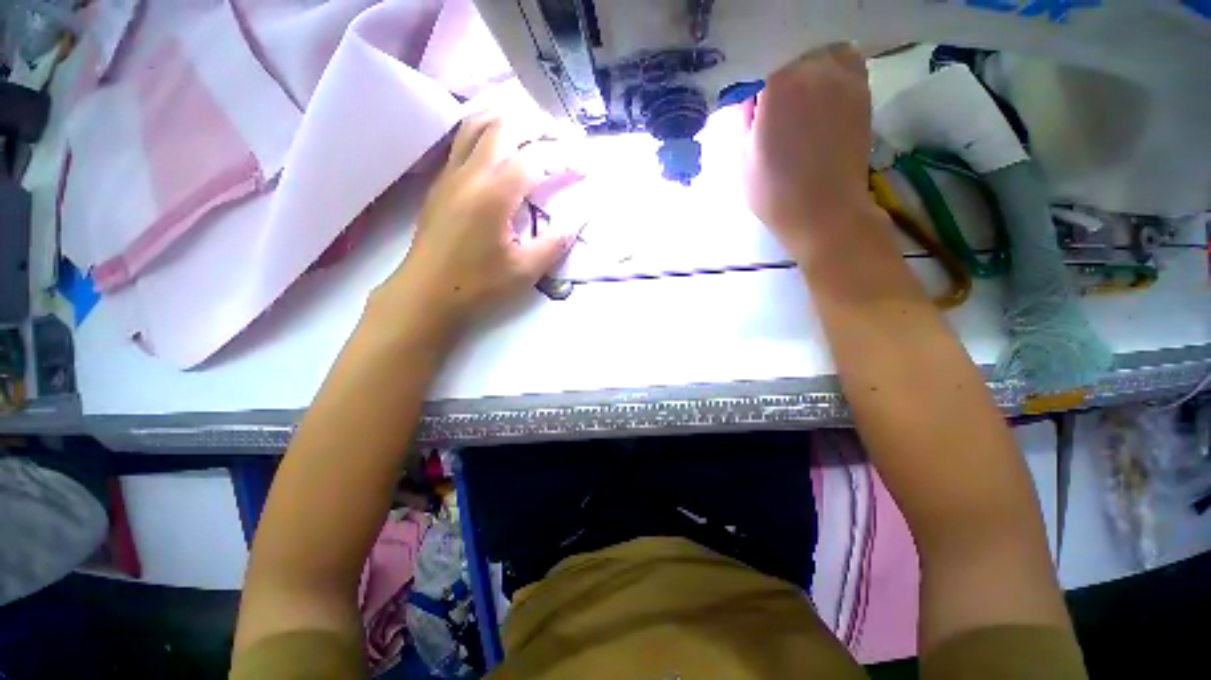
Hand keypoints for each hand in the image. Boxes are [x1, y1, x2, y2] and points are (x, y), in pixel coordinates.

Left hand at [376, 113, 579, 335]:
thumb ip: (556, 242)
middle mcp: (470, 172)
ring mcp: (451, 173)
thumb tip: (579, 219)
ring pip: (477, 124)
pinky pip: (464, 140)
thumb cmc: (478, 284)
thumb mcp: (525, 270)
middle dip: (537, 126)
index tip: (585, 166)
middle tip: (561, 141)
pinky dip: (488, 132)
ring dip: (509, 121)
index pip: (534, 156)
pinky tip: (501, 150)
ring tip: (533, 133)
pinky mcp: (442, 182)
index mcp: (493, 193)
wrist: (426, 293)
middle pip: (504, 125)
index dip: (564, 156)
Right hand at [744, 44, 874, 256]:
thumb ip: (745, 122)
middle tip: (773, 107)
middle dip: (779, 78)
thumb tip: (751, 101)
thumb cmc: (774, 192)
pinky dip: (834, 70)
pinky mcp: (862, 93)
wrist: (824, 212)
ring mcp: (844, 79)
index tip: (750, 111)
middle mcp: (813, 69)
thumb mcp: (743, 160)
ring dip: (809, 68)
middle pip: (791, 57)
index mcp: (777, 84)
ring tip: (800, 96)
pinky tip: (823, 95)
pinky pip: (848, 64)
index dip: (752, 91)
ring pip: (822, 53)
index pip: (759, 69)